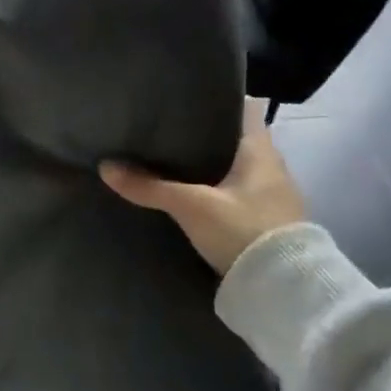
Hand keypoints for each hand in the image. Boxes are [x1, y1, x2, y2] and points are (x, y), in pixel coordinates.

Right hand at [99, 102, 306, 276]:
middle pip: (235, 139)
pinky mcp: (267, 223)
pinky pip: (237, 194)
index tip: (187, 98)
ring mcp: (272, 197)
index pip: (243, 109)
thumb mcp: (191, 207)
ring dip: (211, 166)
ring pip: (236, 169)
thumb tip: (106, 166)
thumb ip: (149, 186)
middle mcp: (271, 168)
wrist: (285, 291)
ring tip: (172, 161)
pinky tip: (191, 195)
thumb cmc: (243, 230)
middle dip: (205, 136)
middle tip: (167, 130)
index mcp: (261, 150)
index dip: (218, 101)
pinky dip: (216, 191)